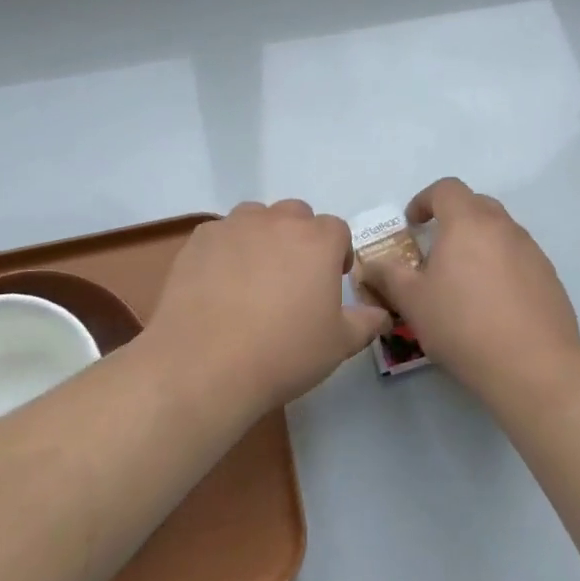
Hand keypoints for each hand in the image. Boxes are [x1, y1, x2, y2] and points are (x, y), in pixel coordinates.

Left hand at [148, 200, 390, 407]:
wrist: (205, 365)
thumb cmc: (283, 353)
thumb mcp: (339, 345)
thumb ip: (365, 322)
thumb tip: (381, 314)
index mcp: (317, 240)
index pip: (337, 230)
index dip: (337, 253)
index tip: (332, 280)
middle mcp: (276, 221)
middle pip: (296, 215)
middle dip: (300, 238)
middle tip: (293, 278)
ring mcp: (233, 226)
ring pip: (255, 217)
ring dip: (262, 237)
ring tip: (254, 277)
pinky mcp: (199, 240)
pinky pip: (220, 234)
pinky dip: (225, 250)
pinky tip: (218, 284)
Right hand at [358, 178, 579, 394]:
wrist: (534, 366)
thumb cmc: (463, 325)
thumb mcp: (412, 302)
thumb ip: (388, 276)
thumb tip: (371, 265)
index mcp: (467, 222)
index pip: (446, 189)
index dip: (424, 200)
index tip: (412, 224)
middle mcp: (503, 227)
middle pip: (475, 204)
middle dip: (452, 217)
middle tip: (436, 248)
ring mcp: (531, 250)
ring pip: (499, 231)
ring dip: (478, 242)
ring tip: (463, 279)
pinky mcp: (549, 276)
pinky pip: (518, 257)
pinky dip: (501, 265)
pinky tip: (492, 302)